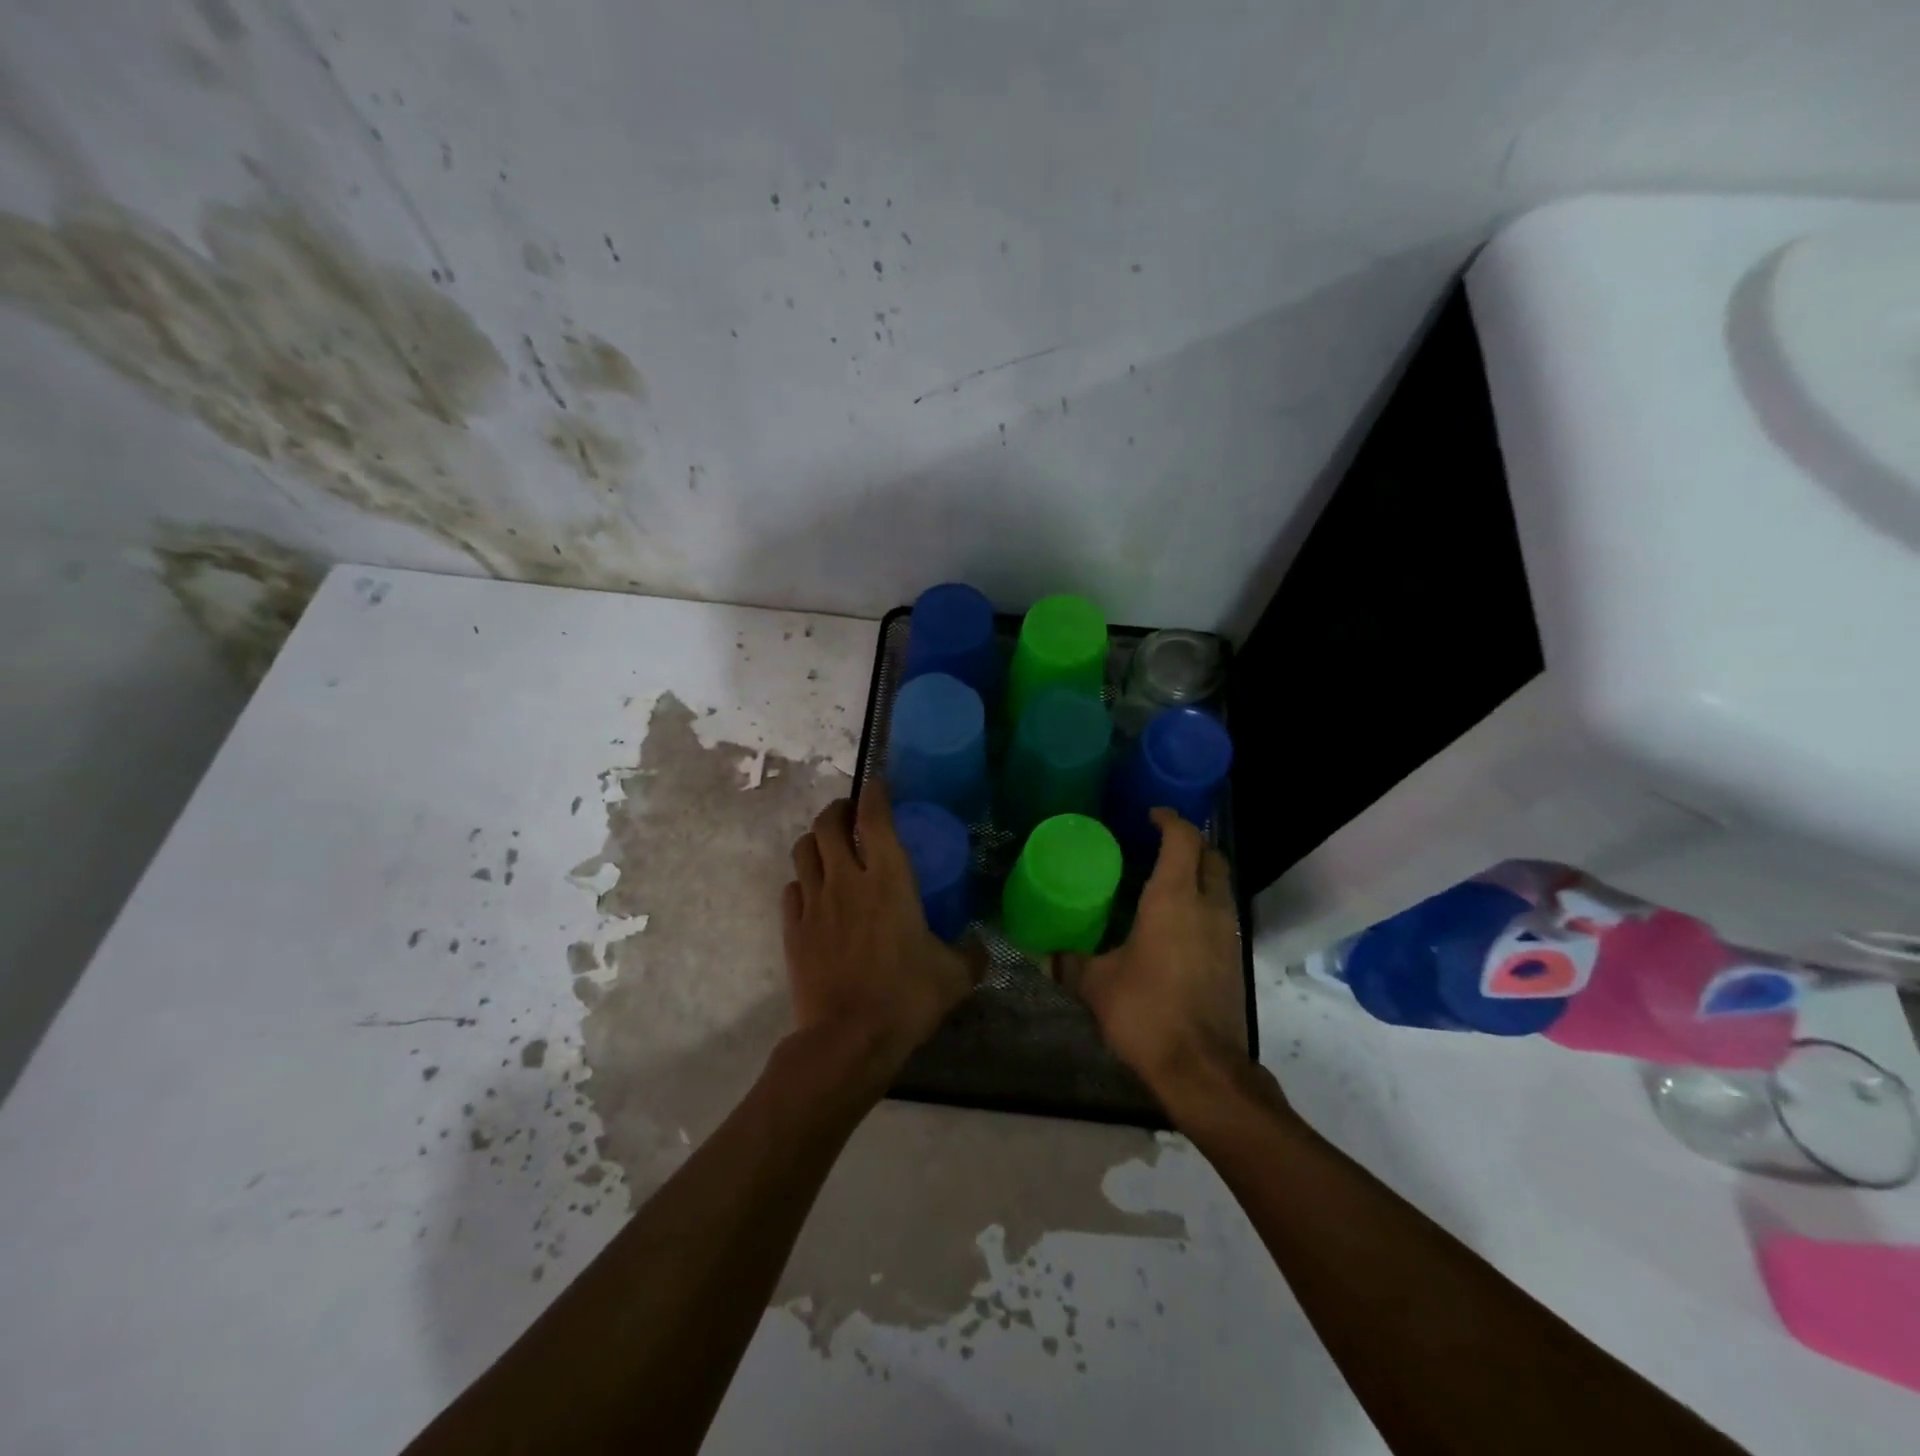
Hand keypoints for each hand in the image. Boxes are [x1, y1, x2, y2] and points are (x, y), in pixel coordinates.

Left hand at [782, 784, 978, 1084]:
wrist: (848, 1038)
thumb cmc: (906, 998)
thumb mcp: (954, 976)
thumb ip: (970, 954)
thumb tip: (982, 948)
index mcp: (889, 880)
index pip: (874, 818)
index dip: (874, 793)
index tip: (877, 784)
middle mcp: (847, 880)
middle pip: (828, 824)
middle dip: (838, 810)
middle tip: (850, 816)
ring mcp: (814, 903)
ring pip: (803, 850)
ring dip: (815, 840)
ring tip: (828, 848)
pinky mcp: (793, 928)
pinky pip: (791, 889)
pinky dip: (802, 881)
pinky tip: (813, 894)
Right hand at [1060, 809, 1251, 1107]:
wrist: (1202, 1069)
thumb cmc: (1146, 1012)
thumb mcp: (1097, 985)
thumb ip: (1069, 963)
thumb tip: (1043, 955)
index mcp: (1174, 899)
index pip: (1183, 839)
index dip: (1170, 820)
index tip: (1150, 814)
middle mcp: (1208, 907)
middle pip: (1211, 856)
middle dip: (1189, 842)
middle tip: (1156, 844)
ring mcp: (1227, 933)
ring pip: (1219, 885)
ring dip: (1198, 874)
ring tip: (1162, 881)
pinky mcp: (1233, 959)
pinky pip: (1220, 914)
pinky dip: (1202, 903)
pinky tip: (1174, 924)